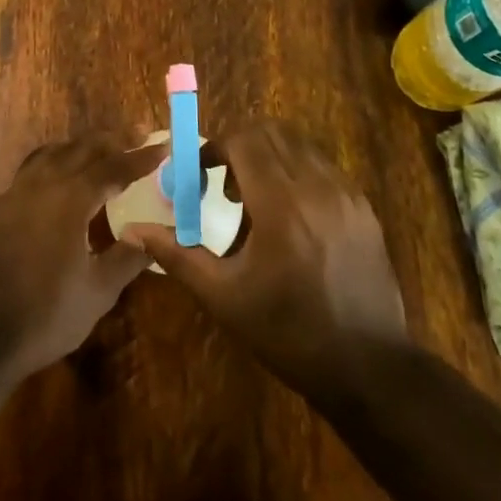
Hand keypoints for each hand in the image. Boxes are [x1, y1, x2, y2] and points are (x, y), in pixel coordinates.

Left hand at [0, 129, 165, 377]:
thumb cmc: (45, 314)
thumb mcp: (97, 292)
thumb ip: (127, 257)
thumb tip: (150, 235)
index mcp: (70, 198)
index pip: (113, 168)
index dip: (140, 157)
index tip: (162, 146)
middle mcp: (42, 184)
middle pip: (81, 149)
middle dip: (111, 141)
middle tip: (135, 137)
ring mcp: (15, 194)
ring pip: (51, 154)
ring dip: (78, 148)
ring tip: (97, 152)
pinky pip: (31, 172)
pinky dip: (53, 165)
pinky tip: (57, 184)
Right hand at [119, 120, 409, 398]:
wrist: (368, 367)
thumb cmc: (287, 333)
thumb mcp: (224, 297)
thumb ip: (177, 254)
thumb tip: (132, 230)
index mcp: (280, 203)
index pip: (244, 140)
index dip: (214, 149)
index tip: (200, 177)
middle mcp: (317, 185)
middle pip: (272, 133)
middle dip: (241, 148)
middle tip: (226, 188)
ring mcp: (346, 193)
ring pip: (300, 146)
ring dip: (271, 159)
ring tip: (258, 207)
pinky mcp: (364, 207)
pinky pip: (324, 168)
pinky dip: (299, 175)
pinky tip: (292, 222)